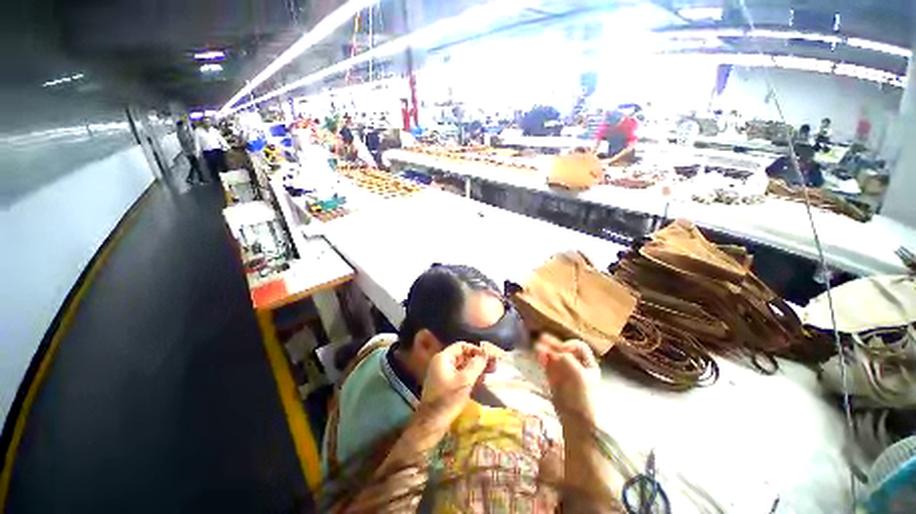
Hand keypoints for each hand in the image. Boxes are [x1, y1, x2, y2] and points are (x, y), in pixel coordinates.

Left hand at [419, 343, 492, 425]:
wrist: (431, 424)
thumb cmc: (448, 399)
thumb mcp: (465, 381)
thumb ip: (476, 365)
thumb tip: (485, 354)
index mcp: (443, 358)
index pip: (462, 346)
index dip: (476, 349)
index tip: (488, 357)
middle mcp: (442, 362)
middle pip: (462, 355)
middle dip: (477, 359)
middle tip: (493, 365)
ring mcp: (442, 374)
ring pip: (462, 365)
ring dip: (475, 368)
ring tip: (490, 373)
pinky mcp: (445, 384)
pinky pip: (459, 375)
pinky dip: (469, 376)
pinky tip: (481, 381)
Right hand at [535, 335, 599, 421]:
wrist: (575, 421)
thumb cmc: (582, 398)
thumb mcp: (578, 376)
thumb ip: (568, 360)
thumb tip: (556, 351)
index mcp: (589, 365)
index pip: (579, 347)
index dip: (570, 345)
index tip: (563, 350)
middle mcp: (577, 365)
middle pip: (564, 349)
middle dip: (553, 344)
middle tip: (542, 338)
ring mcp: (564, 372)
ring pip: (554, 356)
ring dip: (545, 349)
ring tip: (537, 346)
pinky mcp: (554, 378)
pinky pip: (547, 364)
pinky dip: (542, 358)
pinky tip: (538, 354)